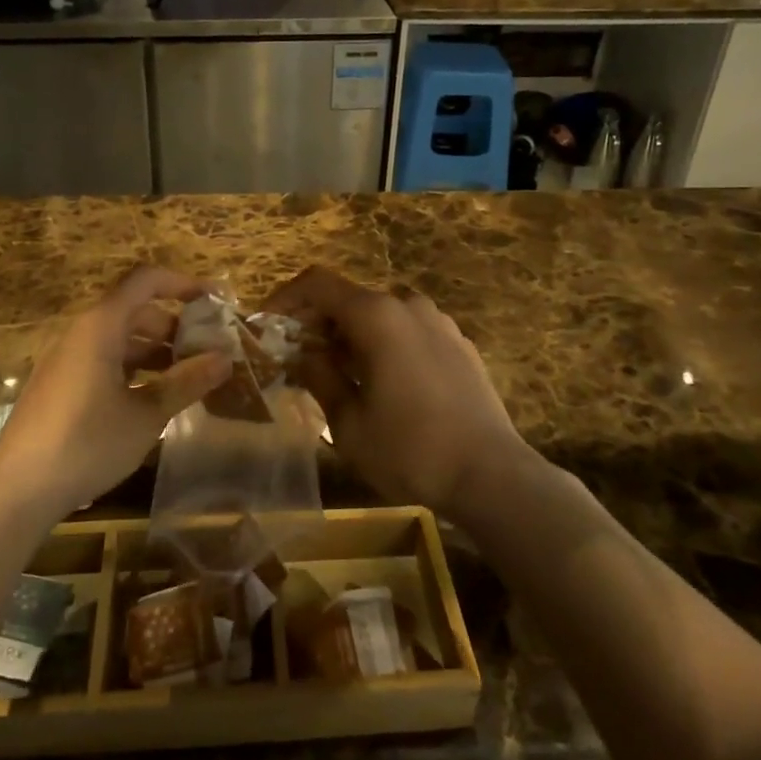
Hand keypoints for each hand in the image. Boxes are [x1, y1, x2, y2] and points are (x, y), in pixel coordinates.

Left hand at [0, 267, 232, 518]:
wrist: (17, 490)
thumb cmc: (87, 442)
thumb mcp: (146, 414)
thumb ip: (186, 382)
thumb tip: (225, 358)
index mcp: (101, 325)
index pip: (146, 280)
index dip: (182, 283)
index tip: (214, 301)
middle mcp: (81, 332)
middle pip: (134, 310)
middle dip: (174, 325)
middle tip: (206, 350)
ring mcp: (67, 358)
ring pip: (119, 338)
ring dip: (155, 350)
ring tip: (187, 377)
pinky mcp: (60, 384)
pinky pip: (103, 359)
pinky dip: (133, 368)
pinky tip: (152, 398)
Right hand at [263, 267, 535, 519]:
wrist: (492, 475)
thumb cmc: (410, 450)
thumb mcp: (348, 422)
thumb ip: (320, 377)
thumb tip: (303, 353)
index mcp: (377, 316)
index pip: (318, 284)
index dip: (286, 298)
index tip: (268, 327)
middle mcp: (409, 306)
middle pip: (350, 298)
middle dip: (318, 323)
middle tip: (298, 359)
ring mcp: (440, 323)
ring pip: (381, 315)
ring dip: (352, 335)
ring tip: (339, 374)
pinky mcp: (460, 344)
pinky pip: (409, 331)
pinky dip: (385, 344)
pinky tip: (383, 383)